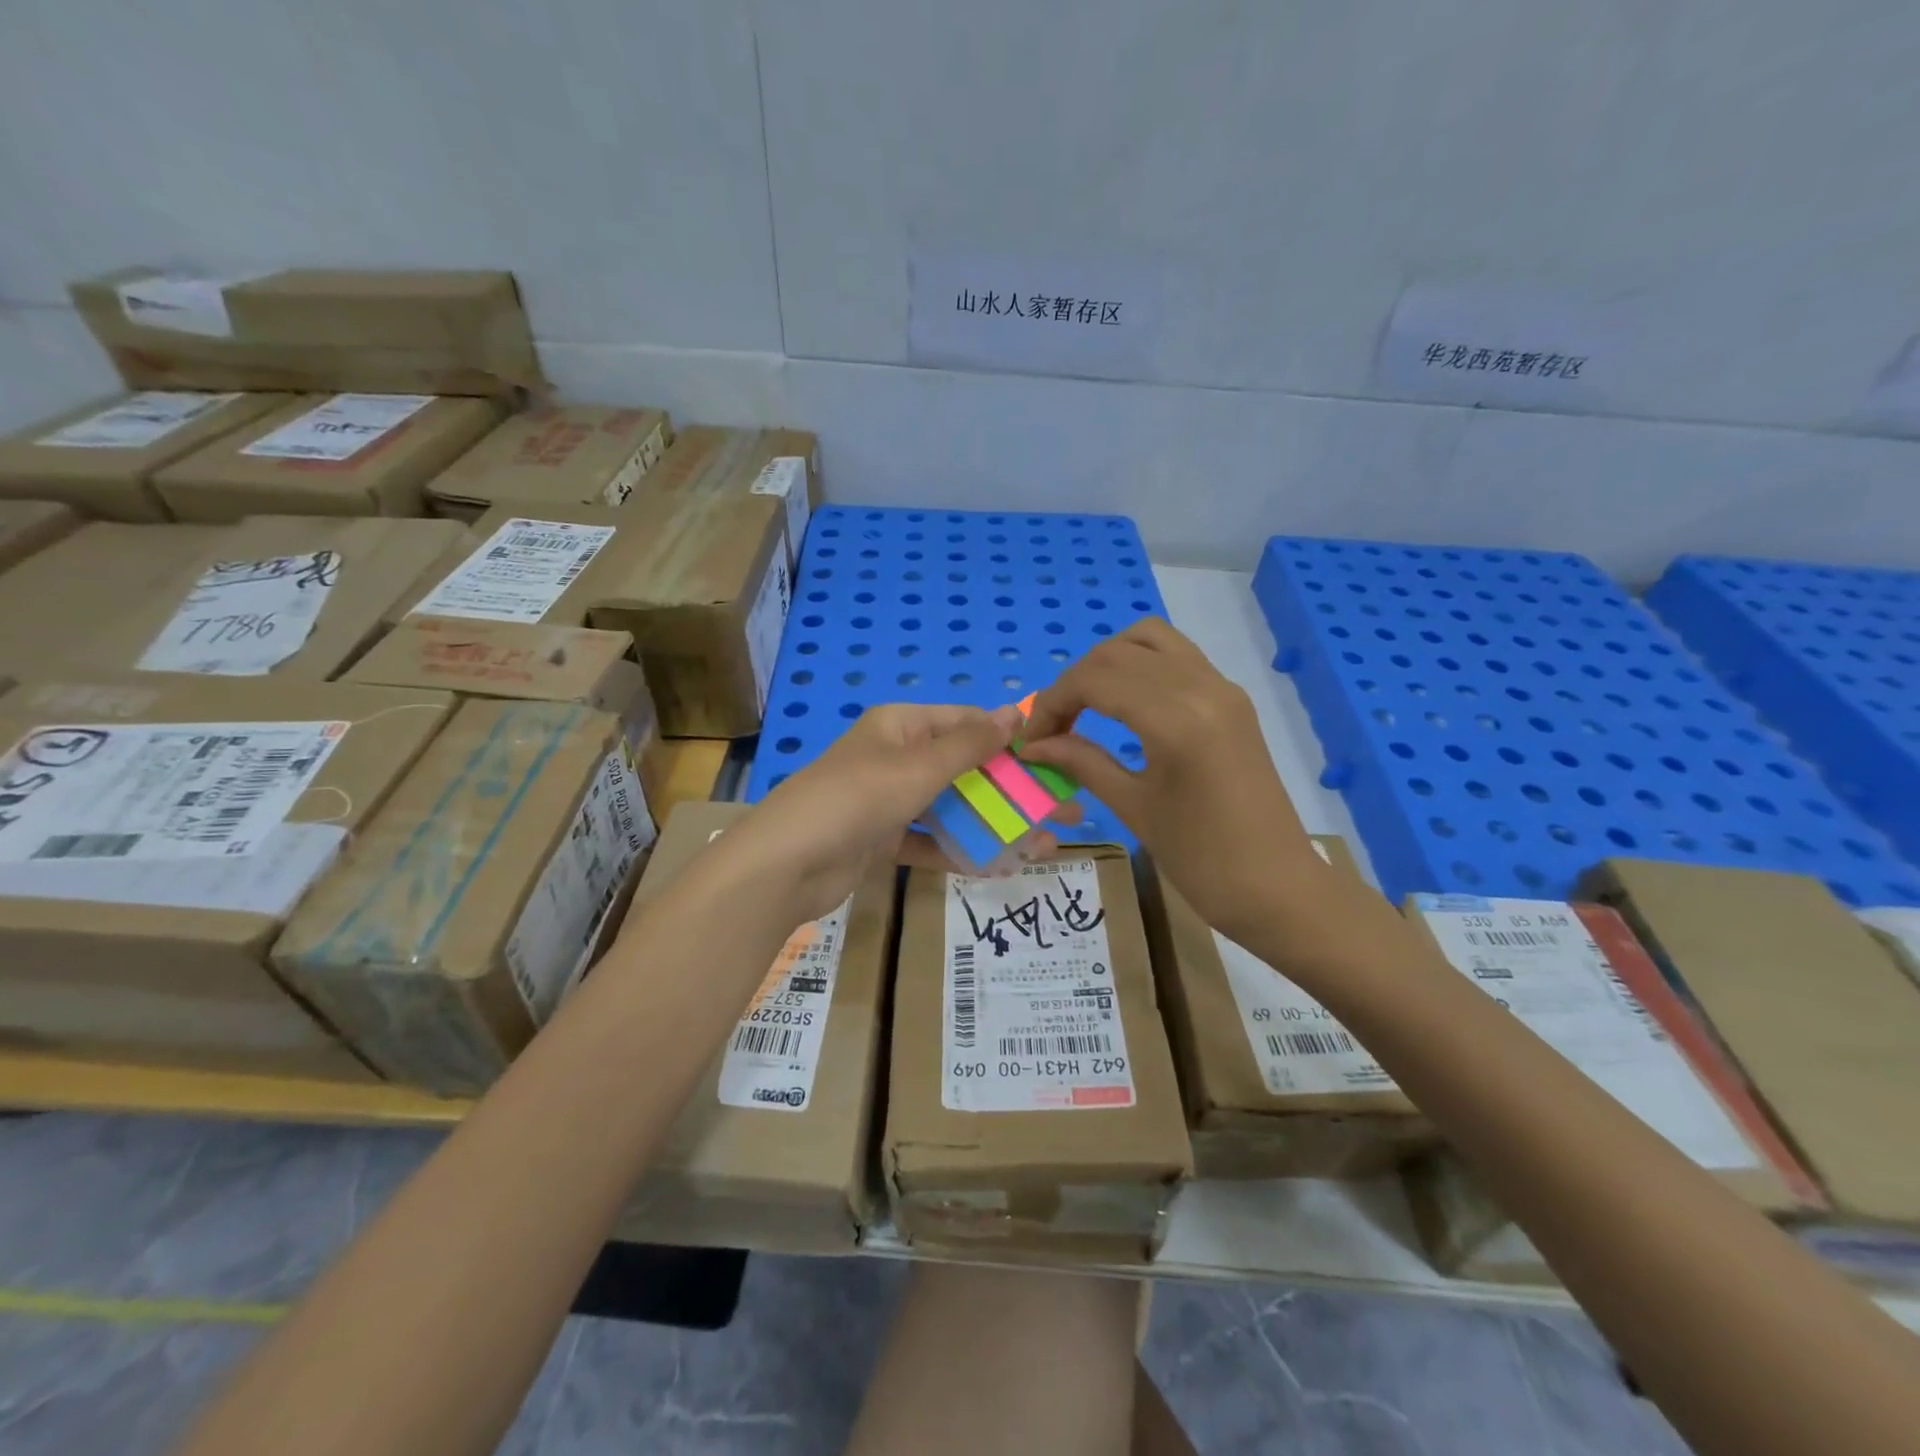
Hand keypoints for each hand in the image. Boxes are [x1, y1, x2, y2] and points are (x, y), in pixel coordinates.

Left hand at [726, 703, 1040, 923]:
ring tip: (1042, 847)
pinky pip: (930, 841)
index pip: (965, 723)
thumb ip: (969, 745)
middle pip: (964, 769)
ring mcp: (887, 800)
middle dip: (1011, 791)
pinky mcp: (881, 839)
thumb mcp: (918, 767)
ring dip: (993, 825)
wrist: (785, 865)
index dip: (1009, 739)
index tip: (1053, 759)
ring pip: (951, 808)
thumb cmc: (856, 800)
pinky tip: (1000, 867)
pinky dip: (959, 852)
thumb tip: (1014, 711)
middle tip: (1062, 812)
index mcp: (901, 726)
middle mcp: (895, 757)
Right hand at [1020, 618, 1333, 948]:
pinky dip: (1140, 664)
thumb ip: (1082, 763)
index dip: (1052, 702)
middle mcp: (1202, 686)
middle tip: (1052, 729)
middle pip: (1116, 653)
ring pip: (1149, 639)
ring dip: (1108, 662)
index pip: (1095, 680)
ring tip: (1086, 705)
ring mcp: (1222, 687)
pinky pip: (1177, 656)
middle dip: (1073, 683)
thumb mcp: (1134, 808)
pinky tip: (1124, 703)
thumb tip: (1033, 744)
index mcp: (1176, 719)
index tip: (1032, 739)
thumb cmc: (1202, 860)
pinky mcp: (1232, 698)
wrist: (1279, 888)